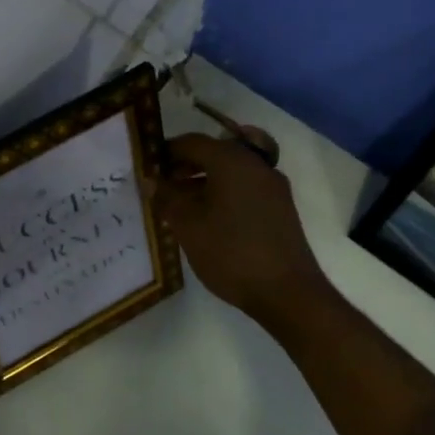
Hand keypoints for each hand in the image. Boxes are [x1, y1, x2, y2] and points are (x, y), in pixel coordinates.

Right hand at [155, 130, 331, 325]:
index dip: (166, 151)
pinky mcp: (280, 207)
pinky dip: (222, 193)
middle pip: (214, 153)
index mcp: (232, 160)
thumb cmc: (230, 252)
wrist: (287, 292)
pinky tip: (208, 219)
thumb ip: (166, 197)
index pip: (192, 142)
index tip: (147, 167)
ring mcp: (272, 186)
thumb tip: (151, 180)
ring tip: (180, 206)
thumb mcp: (187, 225)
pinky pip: (244, 188)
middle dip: (185, 166)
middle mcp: (255, 164)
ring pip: (230, 171)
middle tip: (162, 186)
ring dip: (203, 181)